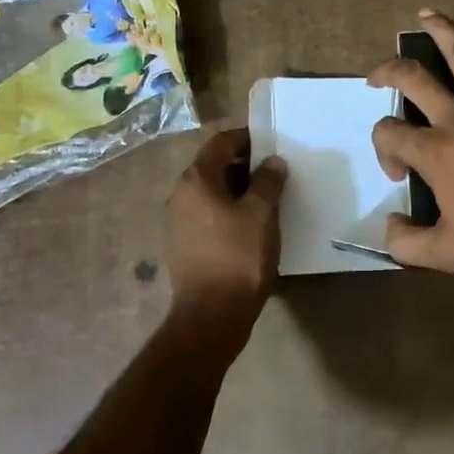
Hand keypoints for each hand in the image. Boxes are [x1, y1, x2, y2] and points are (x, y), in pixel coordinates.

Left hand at [165, 128, 285, 328]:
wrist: (211, 315)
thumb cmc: (238, 256)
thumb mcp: (261, 213)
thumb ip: (267, 181)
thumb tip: (272, 162)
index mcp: (196, 180)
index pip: (221, 143)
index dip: (247, 138)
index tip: (272, 143)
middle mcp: (180, 195)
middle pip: (214, 166)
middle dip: (245, 165)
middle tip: (275, 172)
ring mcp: (178, 222)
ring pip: (212, 192)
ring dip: (238, 190)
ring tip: (268, 199)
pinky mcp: (183, 245)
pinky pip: (208, 215)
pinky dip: (229, 211)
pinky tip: (251, 225)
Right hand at [368, 8, 453, 271]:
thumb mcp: (448, 255)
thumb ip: (406, 244)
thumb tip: (390, 225)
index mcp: (435, 151)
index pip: (389, 133)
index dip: (383, 150)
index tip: (402, 175)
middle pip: (414, 79)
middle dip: (388, 71)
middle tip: (376, 77)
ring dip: (441, 32)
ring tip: (425, 14)